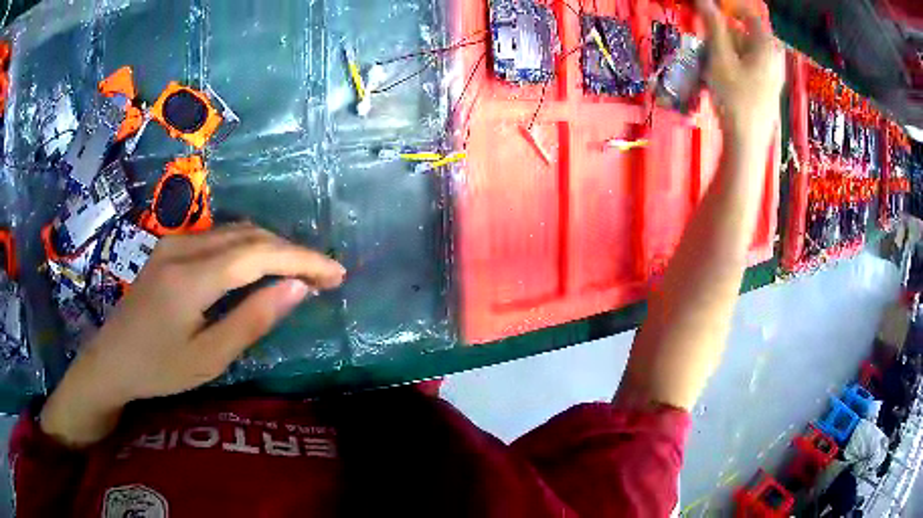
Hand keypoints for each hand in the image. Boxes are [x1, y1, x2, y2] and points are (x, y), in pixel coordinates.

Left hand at [40, 224, 345, 446]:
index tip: (337, 272)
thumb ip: (252, 320)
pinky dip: (250, 247)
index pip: (259, 254)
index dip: (302, 259)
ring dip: (273, 247)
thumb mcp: (209, 359)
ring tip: (301, 271)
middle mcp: (184, 248)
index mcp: (191, 278)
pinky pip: (219, 237)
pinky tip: (260, 265)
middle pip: (250, 236)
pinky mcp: (170, 247)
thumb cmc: (158, 369)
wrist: (111, 360)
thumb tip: (297, 288)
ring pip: (236, 232)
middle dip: (293, 251)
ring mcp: (175, 243)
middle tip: (325, 275)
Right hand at [698, 0, 784, 147]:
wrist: (748, 143)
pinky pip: (752, 65)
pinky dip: (737, 63)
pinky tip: (725, 76)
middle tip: (711, 44)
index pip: (749, 14)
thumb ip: (713, 25)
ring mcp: (774, 75)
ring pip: (748, 49)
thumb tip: (704, 0)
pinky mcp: (769, 88)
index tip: (710, 12)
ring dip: (729, 49)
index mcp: (767, 46)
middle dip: (727, 34)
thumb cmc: (735, 98)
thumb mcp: (720, 57)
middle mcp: (775, 57)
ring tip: (714, 62)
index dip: (730, 9)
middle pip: (748, 32)